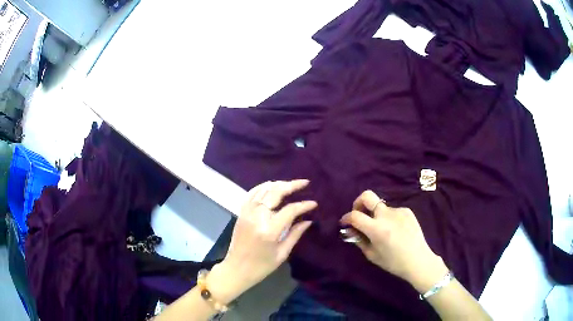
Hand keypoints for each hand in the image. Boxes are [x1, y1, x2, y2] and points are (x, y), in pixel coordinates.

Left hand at [208, 180, 315, 302]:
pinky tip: (271, 186)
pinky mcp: (241, 213)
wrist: (236, 269)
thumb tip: (308, 220)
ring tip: (291, 184)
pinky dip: (262, 187)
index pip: (290, 210)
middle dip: (292, 185)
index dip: (304, 205)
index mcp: (269, 230)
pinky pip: (251, 194)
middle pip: (275, 193)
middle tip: (305, 182)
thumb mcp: (282, 253)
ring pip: (263, 190)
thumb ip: (295, 234)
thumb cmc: (261, 266)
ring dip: (278, 184)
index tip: (314, 203)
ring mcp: (247, 213)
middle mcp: (257, 217)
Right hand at [340, 190, 447, 292]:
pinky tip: (395, 230)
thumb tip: (350, 230)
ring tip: (382, 229)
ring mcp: (399, 211)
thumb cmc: (393, 262)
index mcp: (376, 229)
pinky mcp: (407, 211)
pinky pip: (392, 211)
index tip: (345, 222)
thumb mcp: (372, 255)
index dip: (346, 217)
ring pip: (381, 207)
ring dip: (376, 215)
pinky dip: (389, 218)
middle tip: (358, 213)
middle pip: (367, 196)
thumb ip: (359, 240)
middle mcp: (387, 215)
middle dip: (358, 202)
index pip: (355, 215)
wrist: (418, 260)